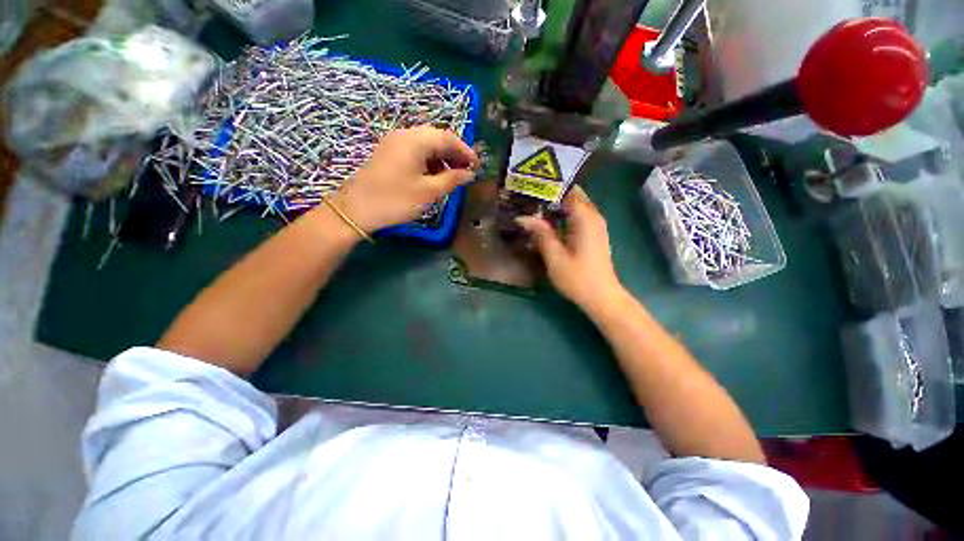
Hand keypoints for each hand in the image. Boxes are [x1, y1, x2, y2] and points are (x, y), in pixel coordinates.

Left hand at [332, 125, 478, 232]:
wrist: (355, 209)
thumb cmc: (396, 200)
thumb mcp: (429, 192)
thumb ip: (452, 179)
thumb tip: (470, 173)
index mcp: (416, 140)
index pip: (448, 137)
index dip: (466, 151)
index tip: (477, 166)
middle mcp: (405, 134)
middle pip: (437, 138)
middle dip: (454, 153)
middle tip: (466, 170)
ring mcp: (394, 143)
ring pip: (426, 144)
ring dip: (442, 157)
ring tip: (452, 175)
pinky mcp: (388, 153)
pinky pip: (415, 151)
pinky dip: (429, 161)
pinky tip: (433, 175)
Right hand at [516, 187, 623, 309]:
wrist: (601, 297)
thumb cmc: (577, 278)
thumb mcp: (555, 256)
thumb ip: (541, 233)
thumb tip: (523, 217)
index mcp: (585, 218)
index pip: (567, 190)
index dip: (548, 186)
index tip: (529, 187)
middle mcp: (593, 216)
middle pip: (572, 194)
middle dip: (551, 193)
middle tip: (528, 196)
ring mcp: (595, 225)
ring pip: (575, 204)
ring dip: (556, 204)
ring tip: (533, 206)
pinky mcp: (593, 234)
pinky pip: (577, 215)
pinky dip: (563, 214)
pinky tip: (547, 221)